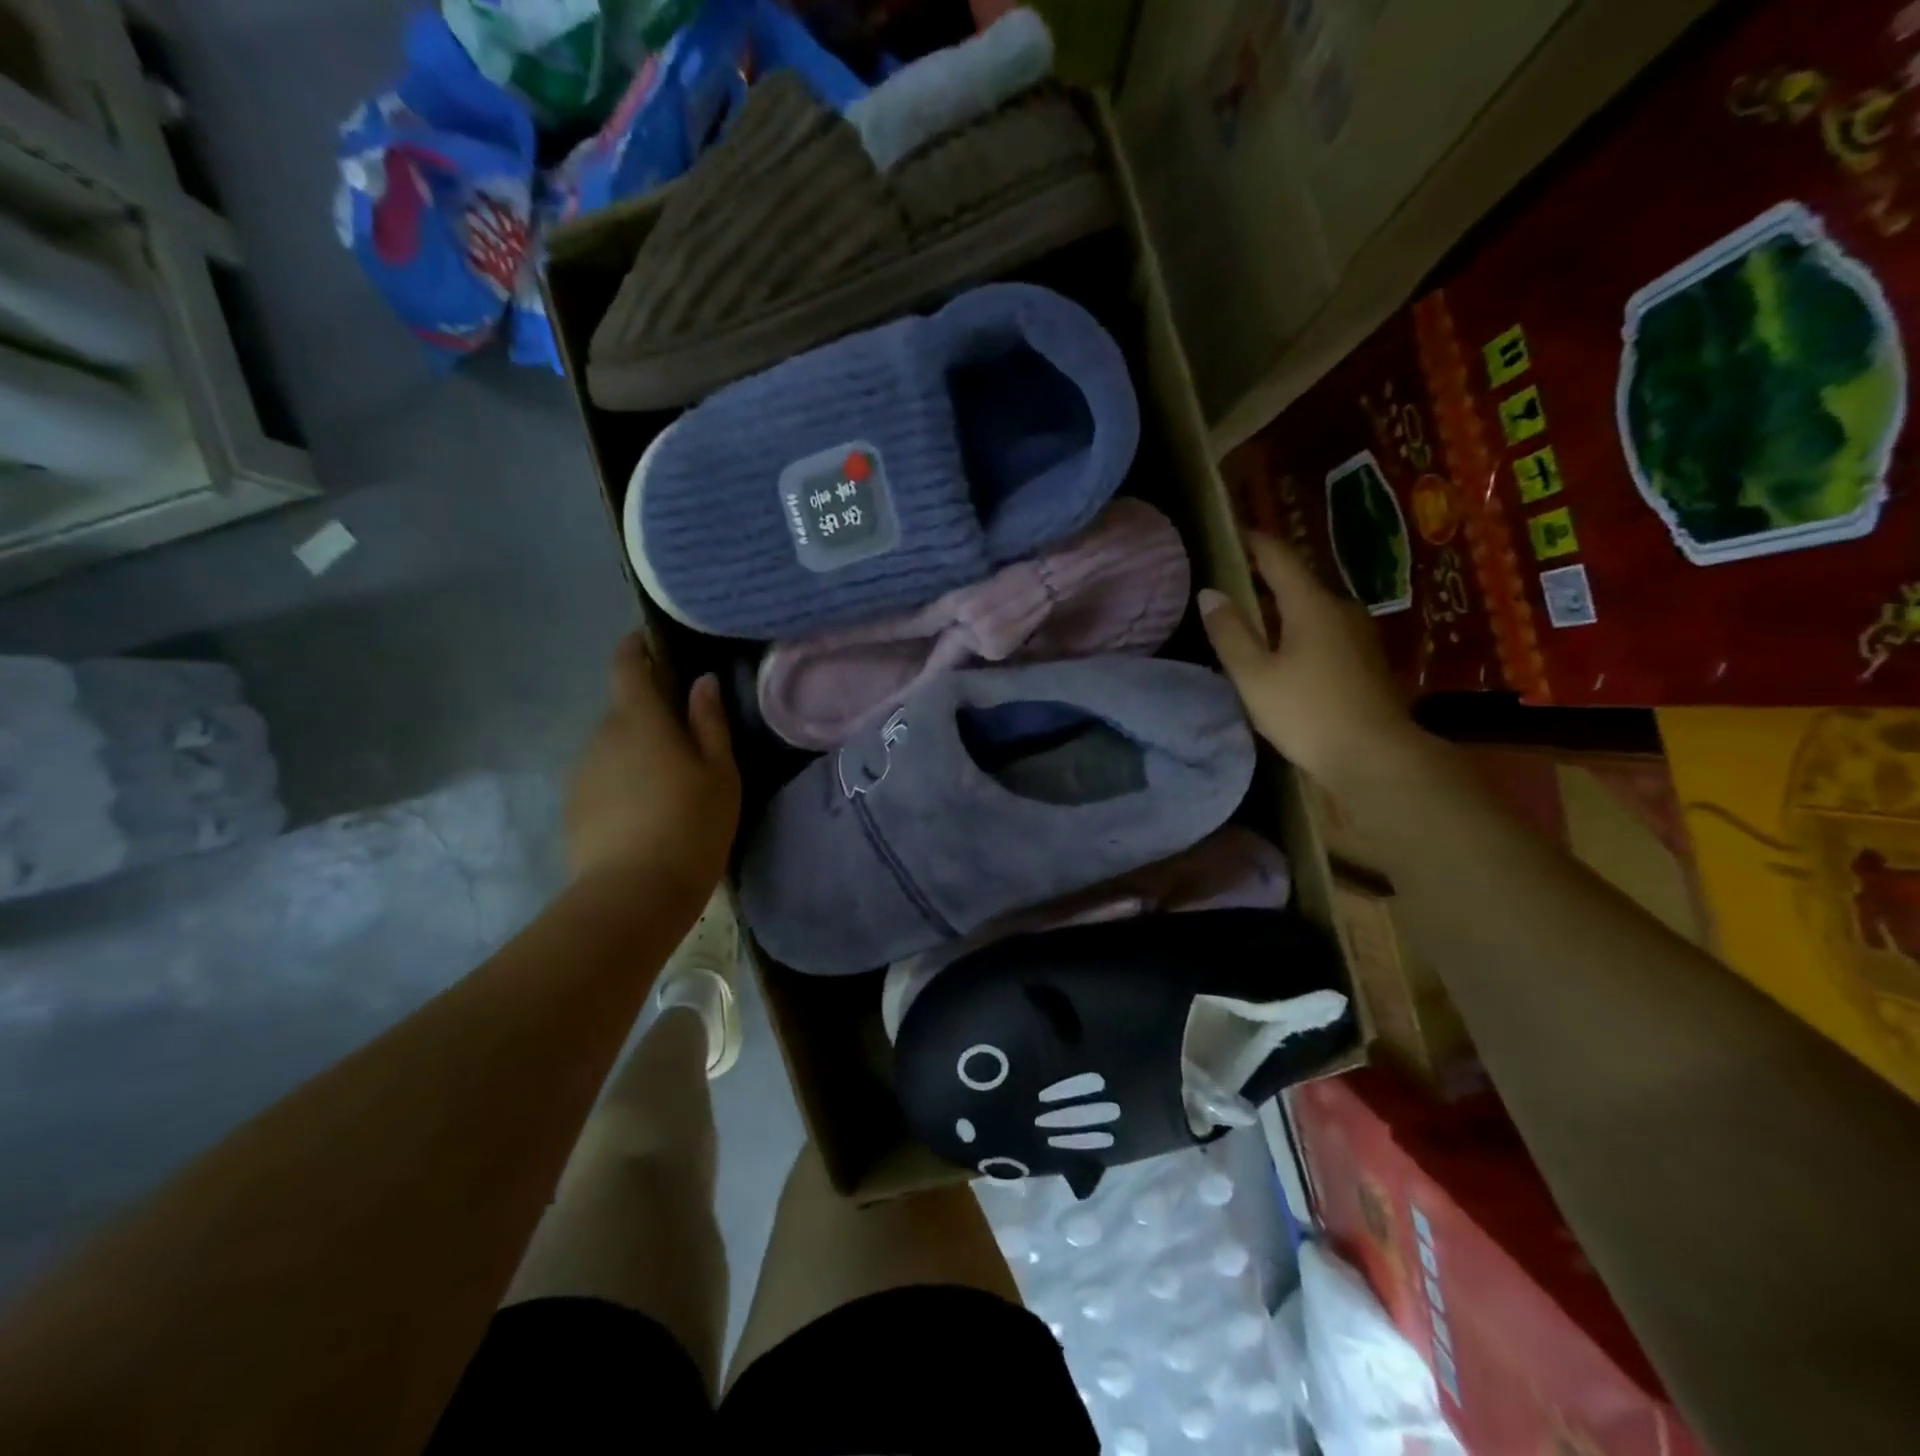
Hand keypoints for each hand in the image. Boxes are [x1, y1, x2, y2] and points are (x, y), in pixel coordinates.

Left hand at [567, 633, 740, 888]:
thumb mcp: (720, 773)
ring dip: (636, 752)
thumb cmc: (691, 825)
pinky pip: (602, 776)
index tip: (653, 646)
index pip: (626, 664)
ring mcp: (582, 771)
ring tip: (667, 785)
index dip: (636, 648)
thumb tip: (701, 681)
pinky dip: (622, 781)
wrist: (634, 894)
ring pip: (612, 746)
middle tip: (686, 741)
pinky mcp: (573, 805)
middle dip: (650, 715)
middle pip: (624, 709)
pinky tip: (645, 813)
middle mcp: (602, 735)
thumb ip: (709, 722)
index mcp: (639, 719)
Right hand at [1199, 532, 1424, 792]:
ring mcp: (1360, 634)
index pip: (1279, 557)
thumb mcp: (1255, 676)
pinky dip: (1301, 631)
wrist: (1378, 757)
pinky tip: (1286, 654)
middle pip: (1298, 583)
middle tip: (1232, 585)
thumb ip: (1230, 633)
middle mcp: (1340, 608)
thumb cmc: (1307, 713)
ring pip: (1313, 609)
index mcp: (1310, 604)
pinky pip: (1327, 631)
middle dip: (1265, 580)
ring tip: (1253, 622)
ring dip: (1284, 610)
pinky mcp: (1368, 660)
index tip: (1232, 533)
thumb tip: (1209, 593)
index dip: (1254, 542)